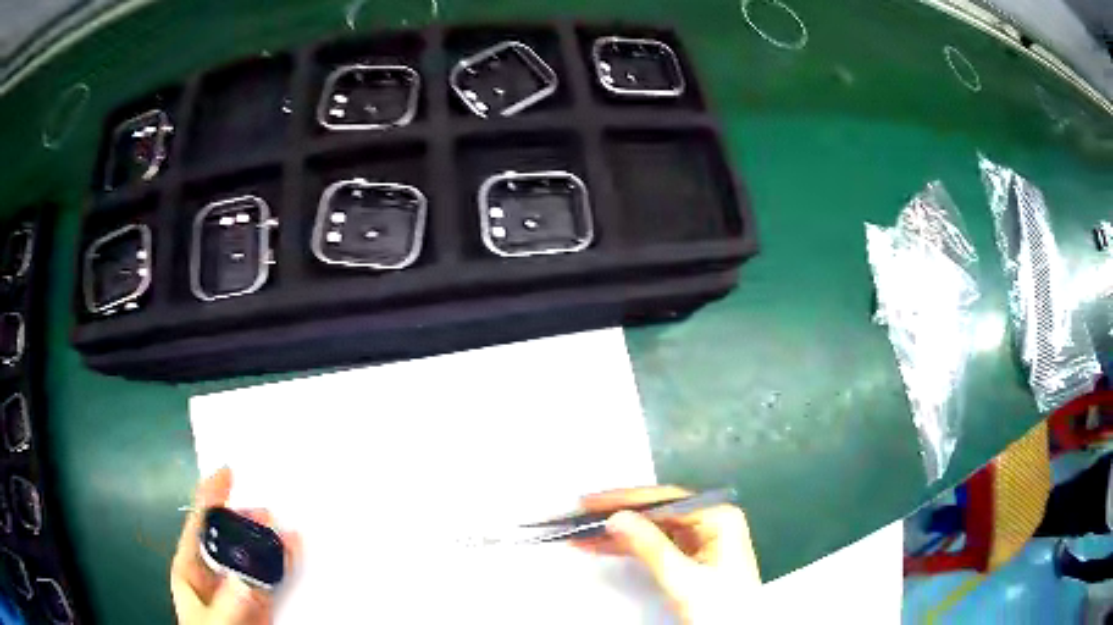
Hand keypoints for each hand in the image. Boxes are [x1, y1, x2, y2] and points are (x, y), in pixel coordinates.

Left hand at [170, 468, 299, 624]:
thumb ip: (228, 605)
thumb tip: (247, 578)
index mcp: (191, 573)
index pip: (198, 528)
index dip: (210, 498)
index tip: (227, 471)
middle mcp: (215, 578)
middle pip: (230, 540)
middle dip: (247, 522)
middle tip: (269, 512)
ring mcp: (240, 594)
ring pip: (255, 560)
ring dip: (271, 543)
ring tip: (290, 530)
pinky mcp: (262, 609)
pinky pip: (275, 584)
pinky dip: (286, 569)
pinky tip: (296, 555)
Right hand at [575, 486, 760, 623]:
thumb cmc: (722, 608)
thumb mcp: (683, 579)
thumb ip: (650, 547)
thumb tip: (617, 518)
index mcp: (718, 517)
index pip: (664, 501)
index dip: (625, 501)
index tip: (592, 503)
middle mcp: (710, 521)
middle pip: (655, 513)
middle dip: (617, 516)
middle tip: (580, 516)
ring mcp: (700, 539)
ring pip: (651, 528)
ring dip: (618, 532)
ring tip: (582, 533)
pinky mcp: (690, 556)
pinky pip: (654, 544)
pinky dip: (629, 547)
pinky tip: (602, 546)